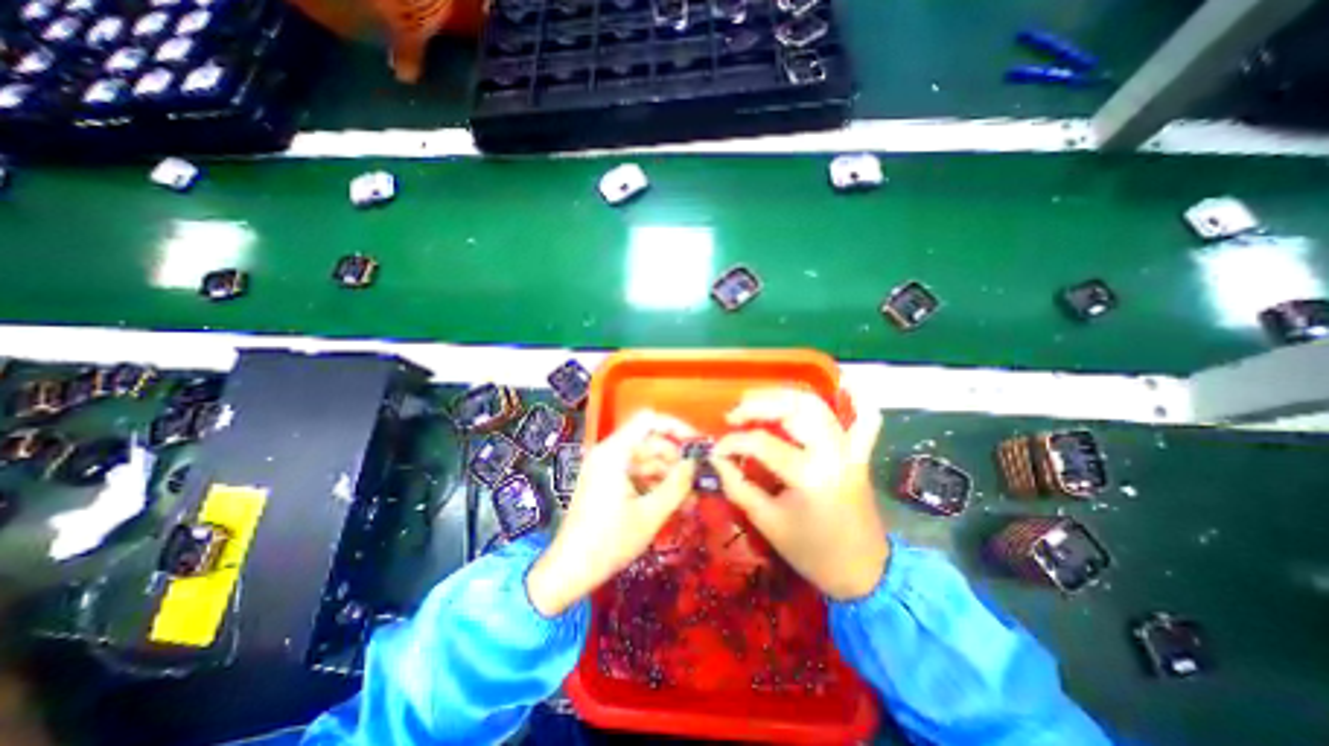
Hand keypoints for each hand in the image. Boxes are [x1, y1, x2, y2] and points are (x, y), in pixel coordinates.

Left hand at [528, 411, 699, 614]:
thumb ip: (677, 485)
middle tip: (697, 481)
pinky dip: (654, 485)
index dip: (676, 427)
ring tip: (690, 500)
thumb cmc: (609, 541)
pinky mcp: (607, 481)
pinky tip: (673, 504)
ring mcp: (606, 467)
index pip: (649, 420)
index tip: (697, 444)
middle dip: (675, 459)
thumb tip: (695, 463)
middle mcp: (609, 452)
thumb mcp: (650, 514)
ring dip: (668, 476)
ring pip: (646, 459)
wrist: (569, 570)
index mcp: (614, 452)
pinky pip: (636, 473)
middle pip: (650, 442)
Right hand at [712, 392, 885, 600]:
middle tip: (734, 414)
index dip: (732, 442)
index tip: (717, 450)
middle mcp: (831, 452)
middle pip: (792, 409)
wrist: (863, 572)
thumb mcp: (768, 523)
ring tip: (758, 400)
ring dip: (785, 396)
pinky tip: (844, 388)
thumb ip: (738, 487)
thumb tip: (718, 460)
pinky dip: (857, 401)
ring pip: (817, 405)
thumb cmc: (813, 553)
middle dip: (757, 405)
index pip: (761, 442)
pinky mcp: (859, 453)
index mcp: (808, 475)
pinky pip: (865, 420)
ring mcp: (849, 449)